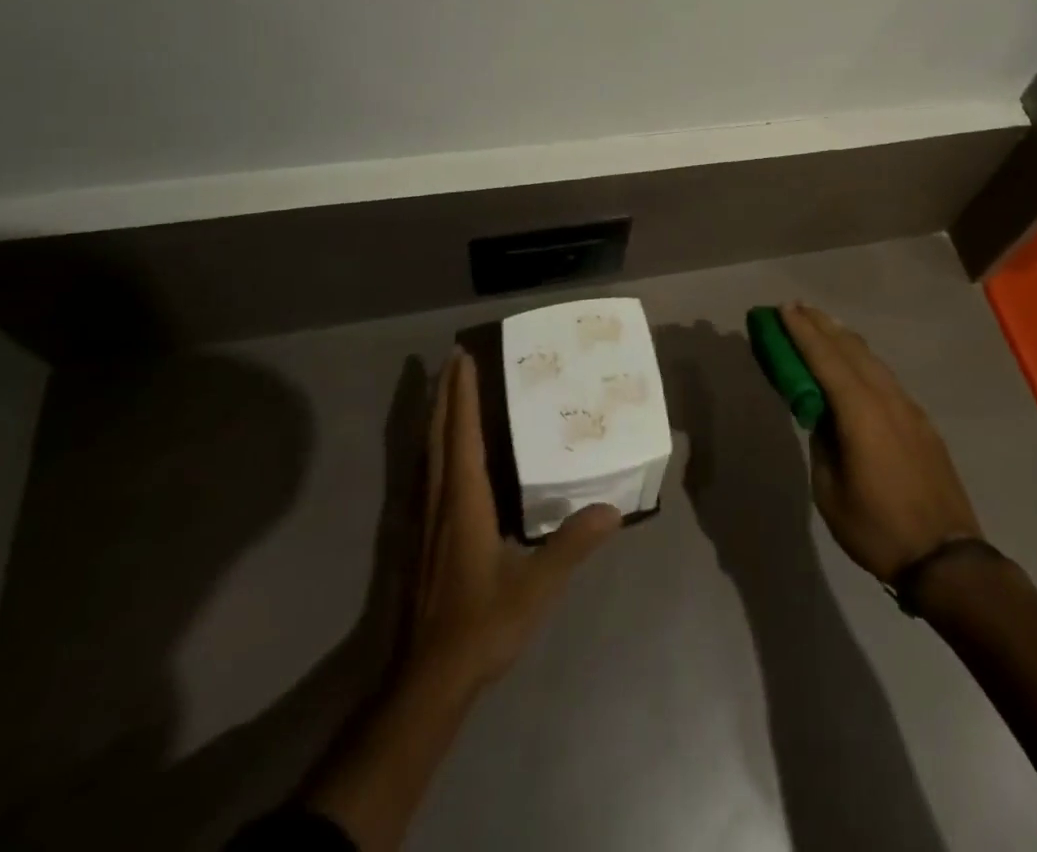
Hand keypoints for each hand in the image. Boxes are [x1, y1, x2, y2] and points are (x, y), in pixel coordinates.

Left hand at [409, 348, 620, 687]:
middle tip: (454, 357)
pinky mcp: (423, 537)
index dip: (462, 395)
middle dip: (445, 394)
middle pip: (440, 435)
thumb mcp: (535, 588)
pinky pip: (428, 473)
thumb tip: (612, 509)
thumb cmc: (481, 626)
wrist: (428, 679)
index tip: (463, 357)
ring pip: (428, 453)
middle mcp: (441, 501)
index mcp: (465, 502)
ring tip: (446, 389)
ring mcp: (427, 520)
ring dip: (437, 416)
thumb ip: (571, 546)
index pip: (463, 435)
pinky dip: (435, 445)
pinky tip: (443, 450)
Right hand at [781, 303, 982, 581]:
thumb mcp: (830, 491)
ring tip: (823, 326)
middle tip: (797, 308)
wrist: (946, 558)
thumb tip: (822, 416)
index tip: (784, 309)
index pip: (825, 359)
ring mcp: (909, 408)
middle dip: (822, 326)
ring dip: (844, 340)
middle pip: (851, 349)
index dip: (802, 332)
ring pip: (872, 360)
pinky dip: (863, 361)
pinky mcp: (922, 422)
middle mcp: (887, 398)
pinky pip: (886, 377)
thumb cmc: (877, 528)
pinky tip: (856, 365)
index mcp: (860, 412)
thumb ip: (823, 443)